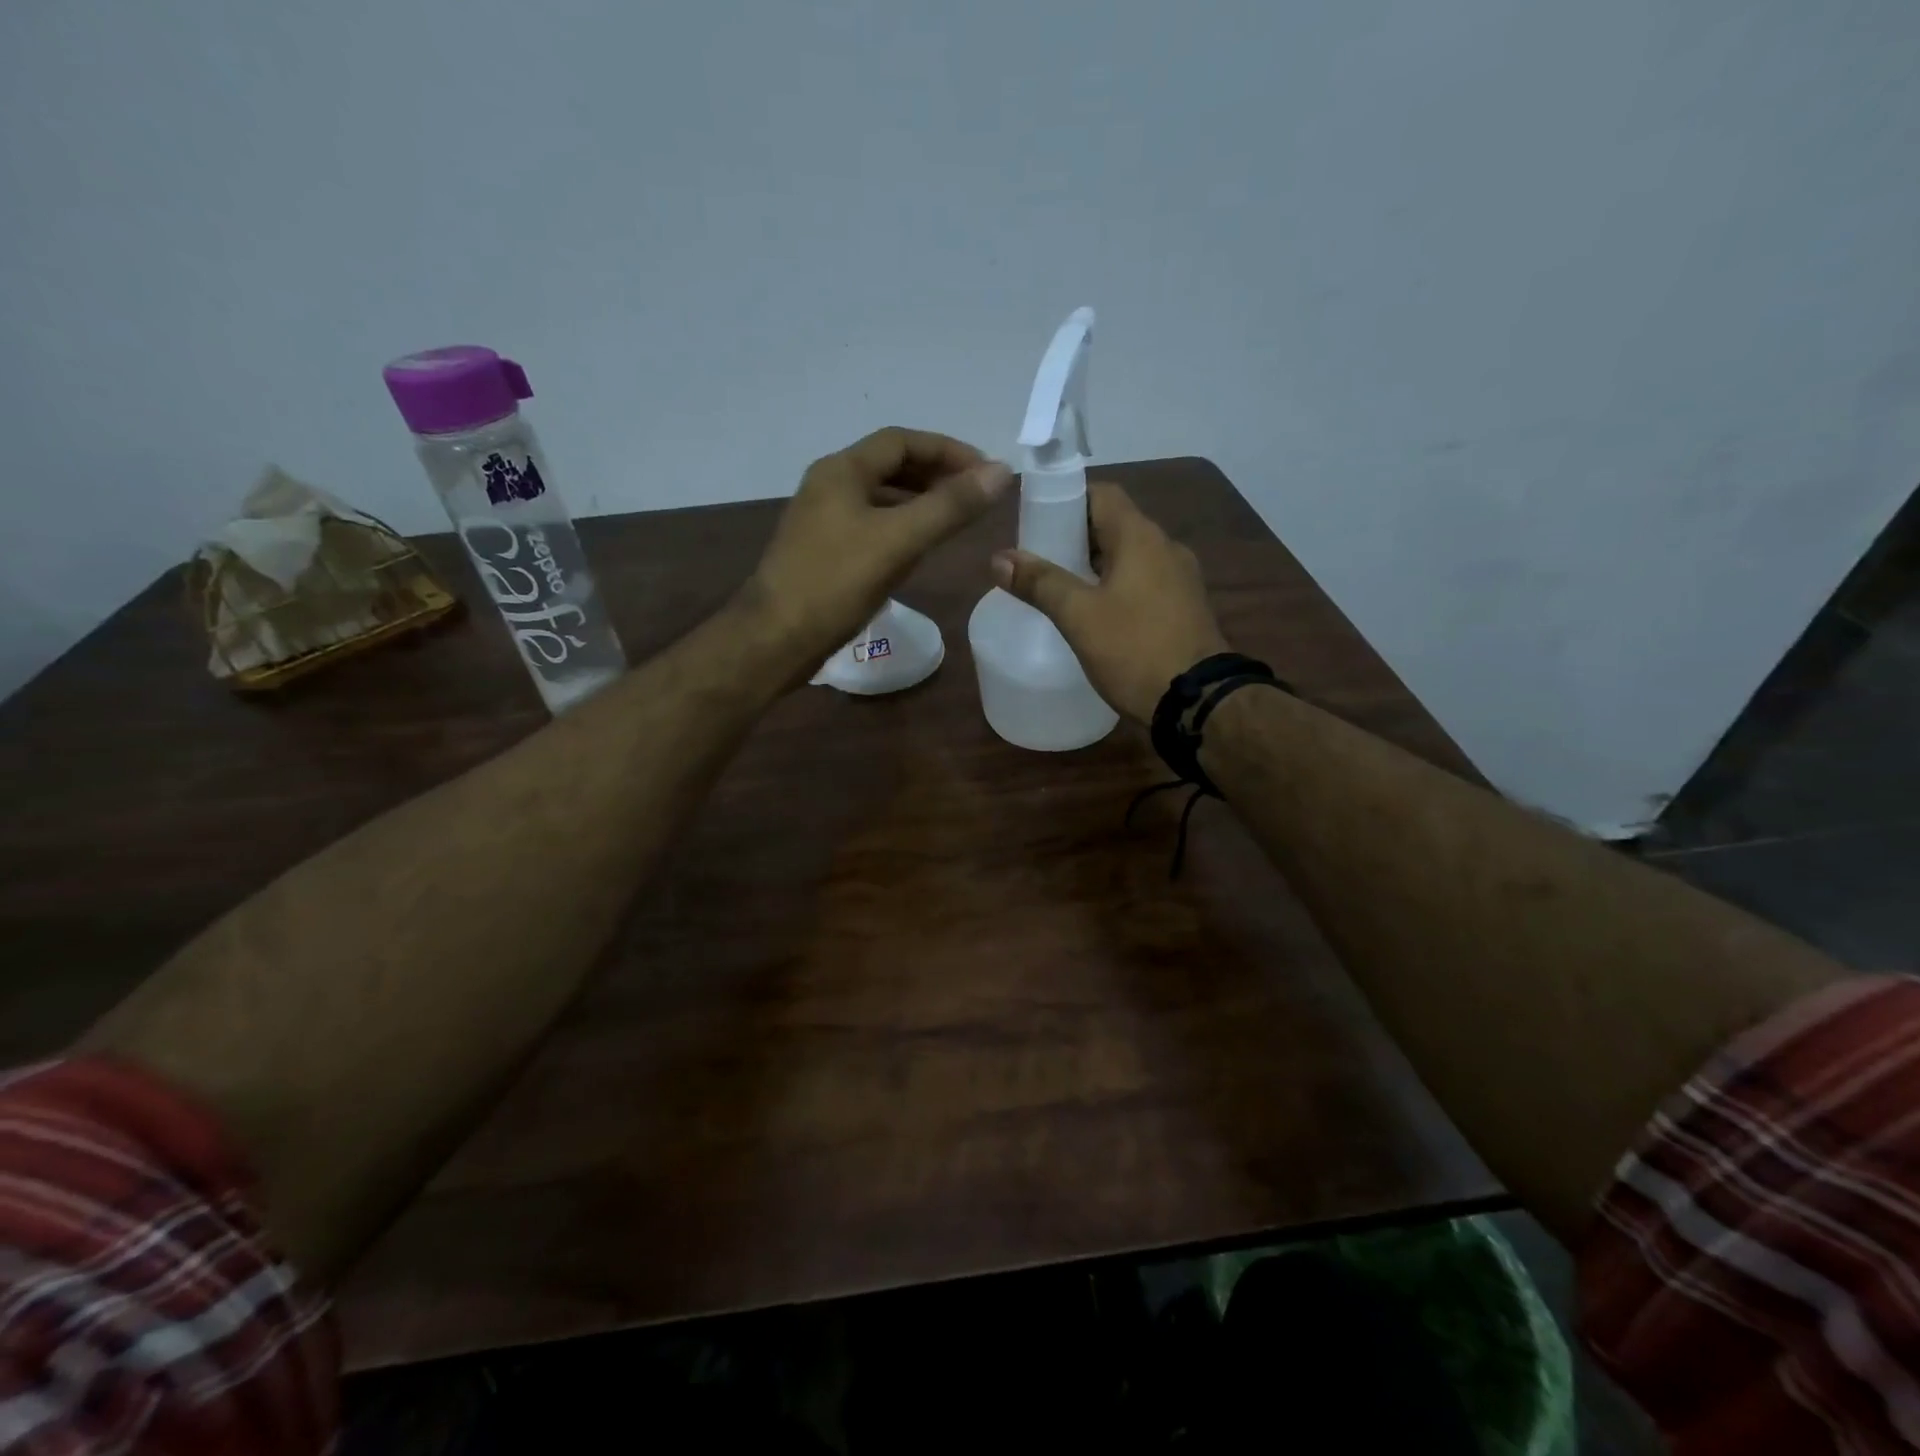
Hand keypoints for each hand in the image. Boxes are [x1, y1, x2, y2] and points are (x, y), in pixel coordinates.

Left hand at [743, 428, 1011, 678]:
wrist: (776, 640)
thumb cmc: (835, 583)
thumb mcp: (899, 541)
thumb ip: (950, 506)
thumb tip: (1001, 473)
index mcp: (842, 470)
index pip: (902, 441)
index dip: (949, 450)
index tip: (987, 472)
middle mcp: (829, 486)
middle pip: (891, 466)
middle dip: (936, 475)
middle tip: (976, 496)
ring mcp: (823, 520)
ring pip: (881, 498)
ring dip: (920, 502)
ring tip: (956, 520)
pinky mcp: (823, 552)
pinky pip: (871, 526)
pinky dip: (901, 528)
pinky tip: (919, 550)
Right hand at [992, 482, 1228, 722]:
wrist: (1197, 702)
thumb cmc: (1134, 649)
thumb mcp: (1079, 616)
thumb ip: (1039, 582)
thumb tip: (999, 557)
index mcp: (1141, 537)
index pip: (1101, 494)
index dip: (1065, 500)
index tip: (1035, 522)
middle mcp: (1165, 548)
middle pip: (1113, 525)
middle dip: (1074, 538)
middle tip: (1038, 560)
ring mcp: (1180, 579)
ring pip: (1128, 557)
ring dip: (1094, 566)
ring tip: (1059, 589)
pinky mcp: (1184, 608)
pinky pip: (1143, 583)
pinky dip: (1116, 588)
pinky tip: (1095, 615)